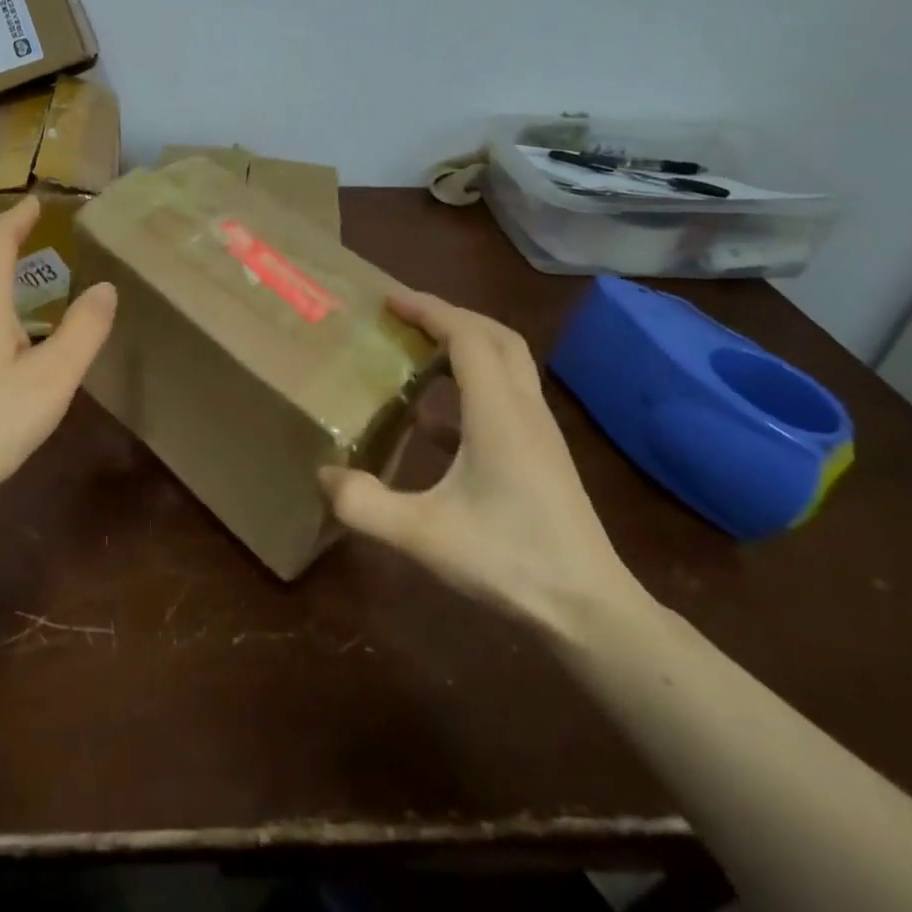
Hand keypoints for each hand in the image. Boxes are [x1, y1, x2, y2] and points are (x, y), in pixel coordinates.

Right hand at [319, 288, 644, 634]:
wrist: (589, 610)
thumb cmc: (509, 562)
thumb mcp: (422, 535)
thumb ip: (364, 505)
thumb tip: (322, 474)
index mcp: (498, 414)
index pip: (467, 337)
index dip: (429, 310)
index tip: (389, 300)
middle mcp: (524, 410)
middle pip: (496, 337)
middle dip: (450, 316)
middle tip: (405, 317)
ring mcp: (538, 433)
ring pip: (508, 364)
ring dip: (465, 346)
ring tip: (418, 352)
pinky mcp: (541, 456)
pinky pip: (506, 398)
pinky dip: (470, 388)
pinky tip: (434, 422)